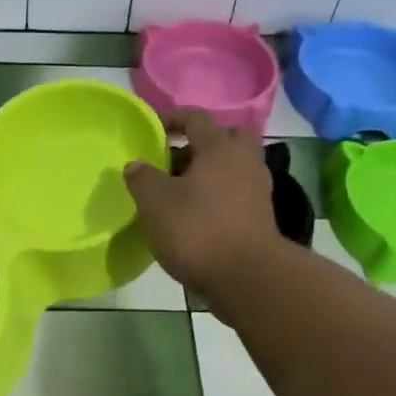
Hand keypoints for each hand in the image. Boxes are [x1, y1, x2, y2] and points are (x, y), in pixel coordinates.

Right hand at [123, 110, 278, 304]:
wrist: (246, 278)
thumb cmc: (197, 230)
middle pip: (225, 139)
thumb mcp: (156, 202)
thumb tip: (136, 165)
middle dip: (200, 145)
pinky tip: (193, 216)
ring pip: (230, 169)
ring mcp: (256, 191)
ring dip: (206, 175)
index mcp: (220, 147)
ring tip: (176, 193)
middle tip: (174, 161)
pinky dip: (215, 198)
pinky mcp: (259, 218)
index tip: (152, 129)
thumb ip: (142, 178)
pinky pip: (233, 195)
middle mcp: (244, 162)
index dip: (172, 119)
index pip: (196, 118)